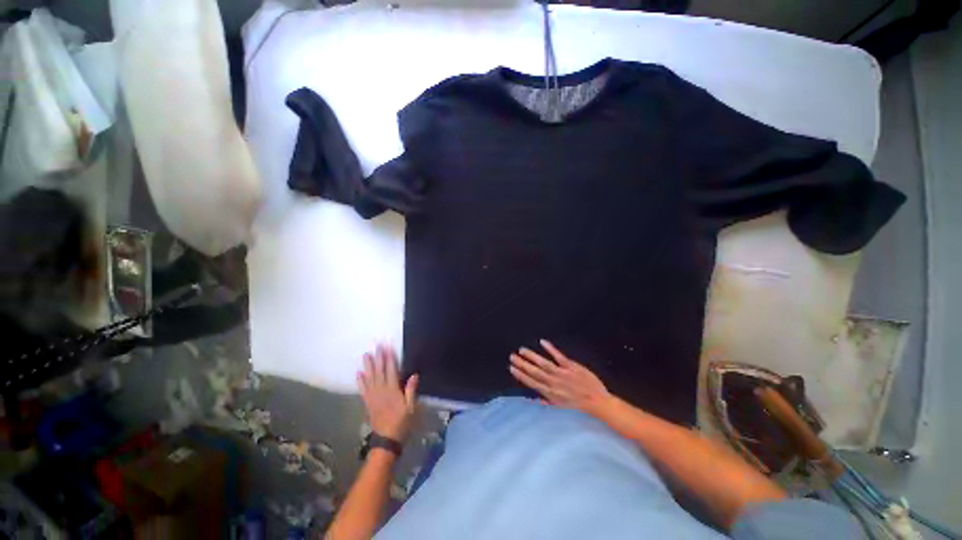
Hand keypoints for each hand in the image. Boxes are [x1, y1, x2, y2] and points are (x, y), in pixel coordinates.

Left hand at [357, 344, 418, 441]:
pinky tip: (358, 373)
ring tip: (366, 354)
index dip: (389, 358)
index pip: (391, 370)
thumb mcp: (411, 408)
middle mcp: (381, 390)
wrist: (386, 440)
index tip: (388, 347)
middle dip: (378, 357)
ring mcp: (373, 396)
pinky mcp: (368, 402)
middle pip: (379, 371)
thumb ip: (411, 391)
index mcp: (392, 390)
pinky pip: (363, 389)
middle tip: (376, 345)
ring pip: (369, 378)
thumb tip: (414, 375)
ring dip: (368, 366)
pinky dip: (360, 381)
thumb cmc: (401, 422)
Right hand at [509, 340, 612, 416]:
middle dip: (522, 364)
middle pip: (535, 372)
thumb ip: (548, 402)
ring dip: (532, 356)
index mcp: (550, 394)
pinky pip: (559, 356)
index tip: (511, 368)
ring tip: (522, 350)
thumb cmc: (580, 406)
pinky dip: (550, 349)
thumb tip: (535, 399)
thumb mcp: (562, 408)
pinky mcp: (571, 366)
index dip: (521, 375)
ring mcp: (562, 374)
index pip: (532, 383)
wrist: (598, 403)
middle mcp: (554, 383)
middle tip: (512, 356)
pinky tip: (542, 342)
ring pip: (544, 364)